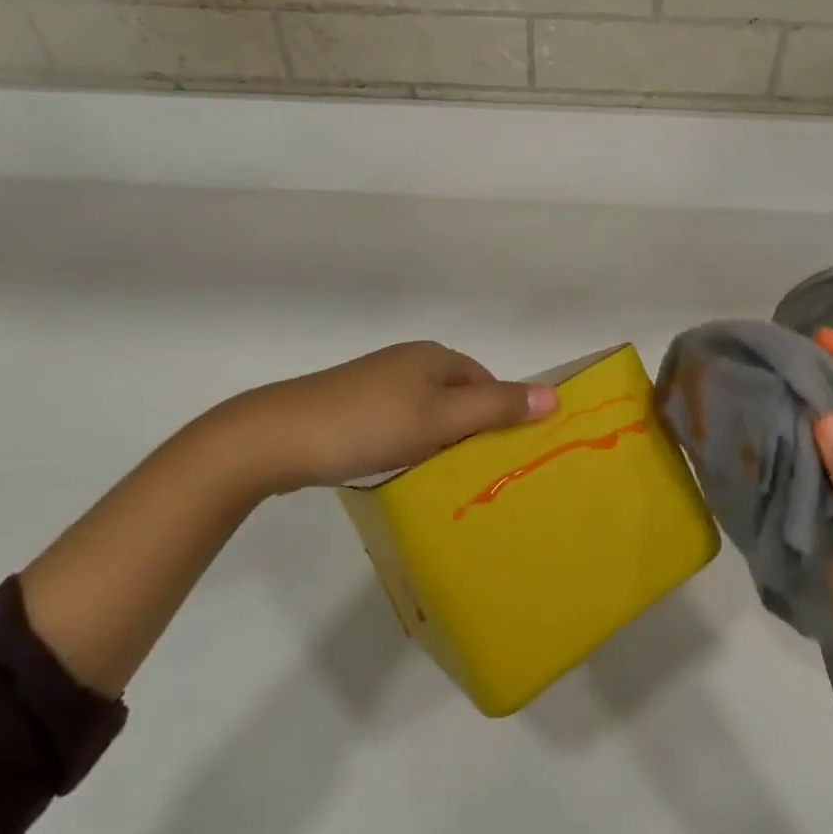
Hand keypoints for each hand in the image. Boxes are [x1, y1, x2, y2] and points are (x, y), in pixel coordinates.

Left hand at [229, 340, 556, 492]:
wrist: (278, 436)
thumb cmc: (369, 423)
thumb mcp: (440, 418)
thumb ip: (496, 407)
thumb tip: (554, 395)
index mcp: (432, 356)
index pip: (484, 379)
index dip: (500, 412)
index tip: (505, 454)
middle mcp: (407, 362)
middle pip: (456, 394)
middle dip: (470, 428)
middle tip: (479, 472)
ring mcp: (375, 384)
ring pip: (425, 411)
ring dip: (438, 439)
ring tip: (444, 478)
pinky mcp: (350, 407)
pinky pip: (397, 423)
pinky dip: (408, 444)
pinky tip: (401, 470)